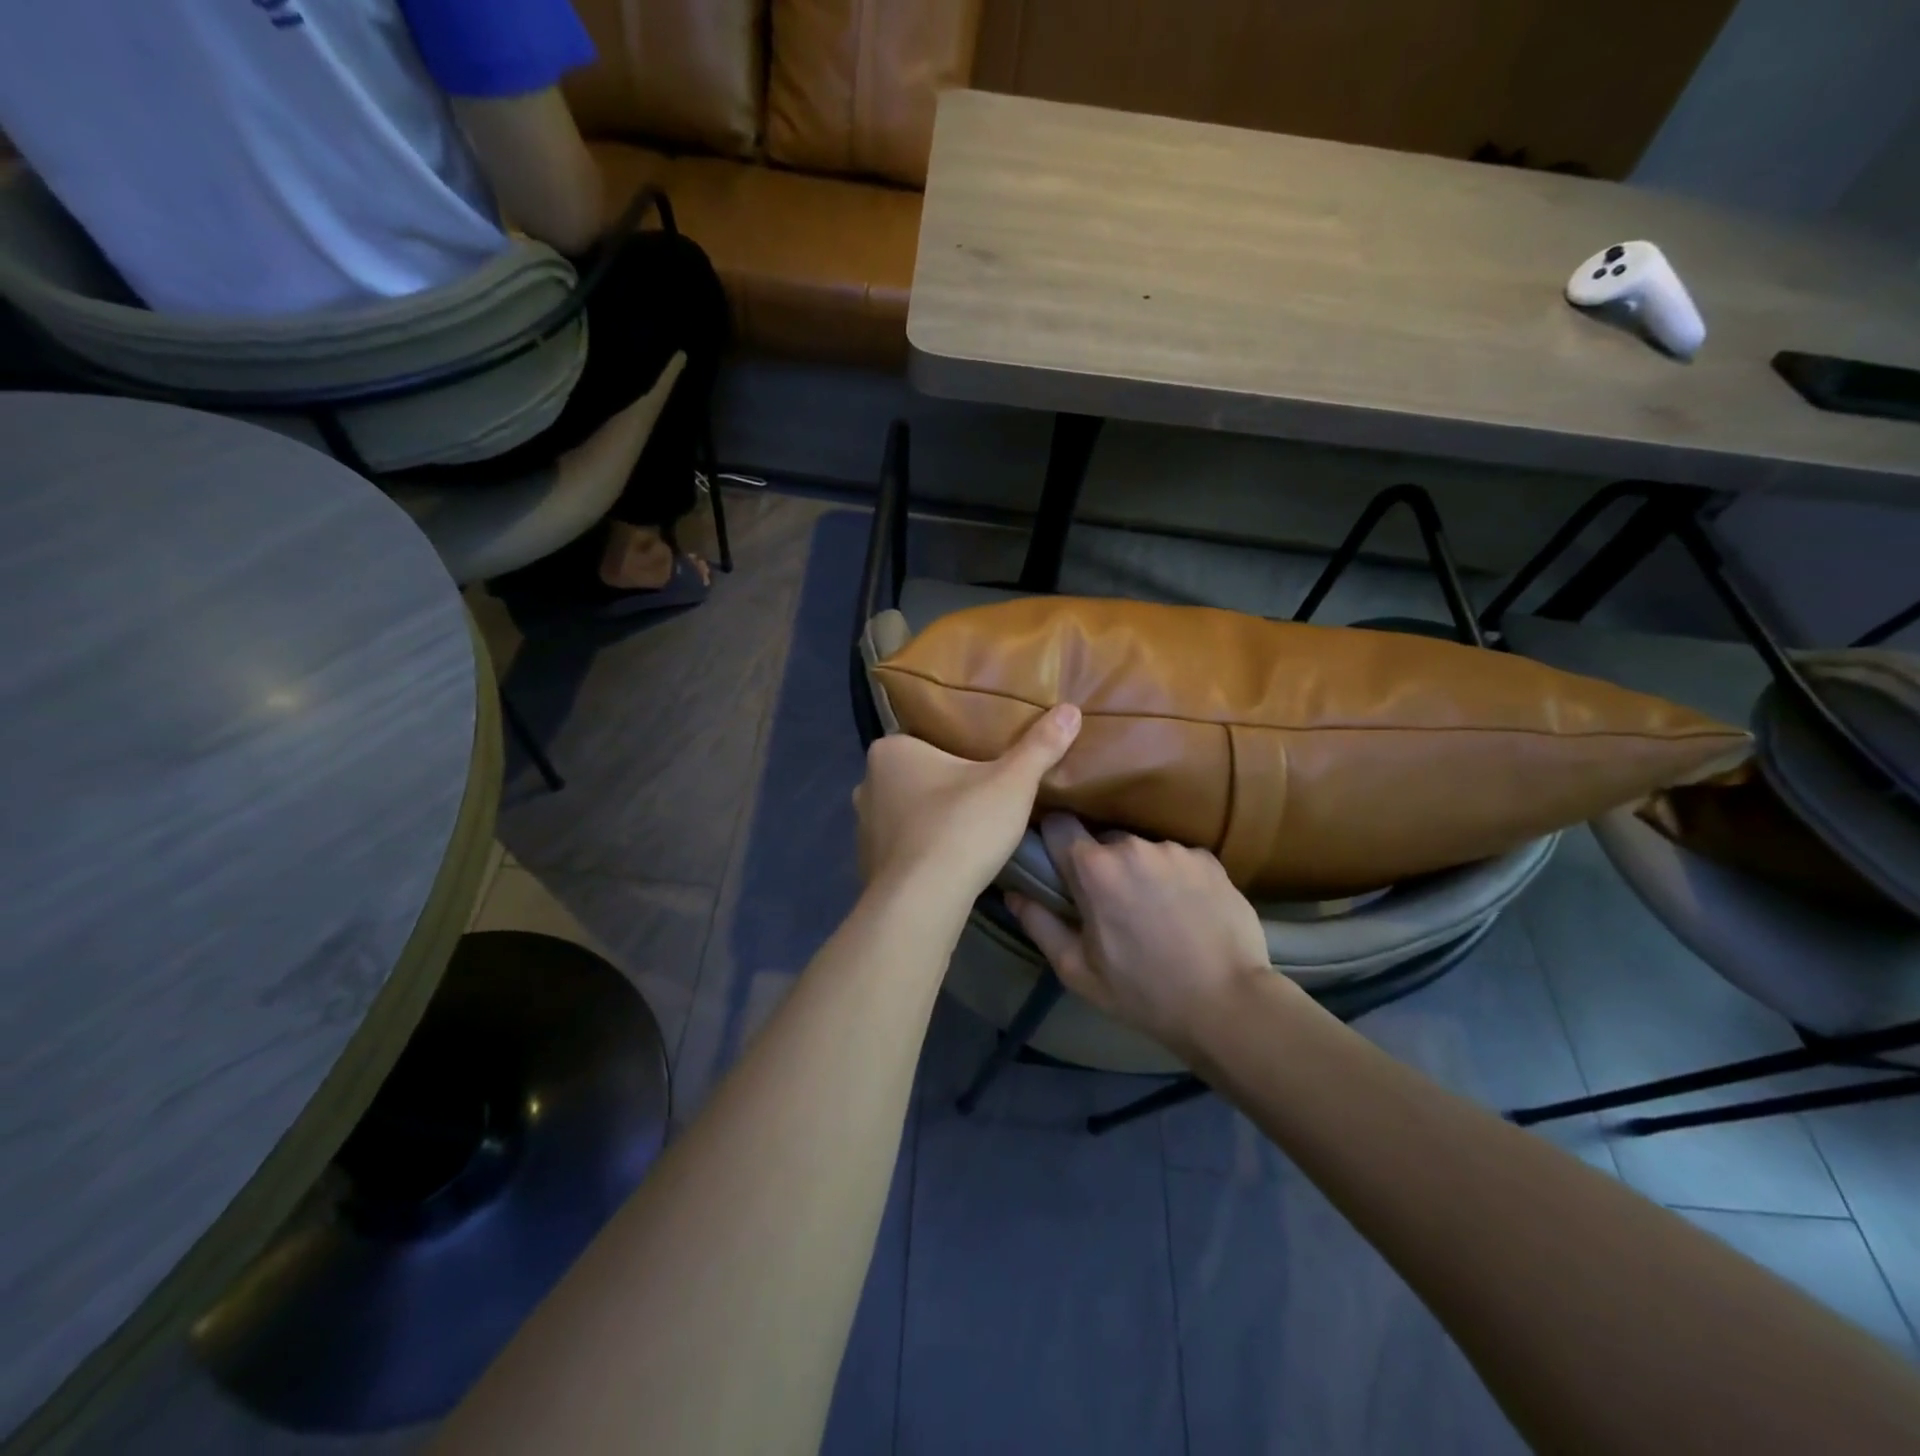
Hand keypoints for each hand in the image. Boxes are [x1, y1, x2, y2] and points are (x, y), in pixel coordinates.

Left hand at [854, 704, 1081, 901]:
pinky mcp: (868, 863)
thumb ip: (1040, 746)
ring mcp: (862, 826)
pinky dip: (921, 849)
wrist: (922, 903)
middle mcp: (867, 782)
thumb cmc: (963, 828)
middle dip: (945, 784)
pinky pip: (901, 846)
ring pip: (906, 811)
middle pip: (916, 775)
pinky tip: (947, 861)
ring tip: (969, 829)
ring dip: (931, 818)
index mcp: (891, 750)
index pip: (927, 738)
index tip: (985, 763)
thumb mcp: (1012, 783)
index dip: (958, 749)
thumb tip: (1070, 710)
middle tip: (984, 795)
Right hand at [1006, 815, 1274, 1059]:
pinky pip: (1177, 859)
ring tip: (1155, 913)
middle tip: (1111, 906)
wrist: (1228, 1005)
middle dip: (1101, 866)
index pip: (1058, 824)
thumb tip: (1012, 893)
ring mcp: (1174, 850)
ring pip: (1141, 851)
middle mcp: (1132, 845)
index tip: (1057, 864)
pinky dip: (1174, 878)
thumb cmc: (1142, 992)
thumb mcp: (1077, 969)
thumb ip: (1039, 924)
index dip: (1053, 841)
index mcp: (1094, 868)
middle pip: (1102, 841)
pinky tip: (1186, 912)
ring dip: (1139, 872)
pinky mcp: (1209, 859)